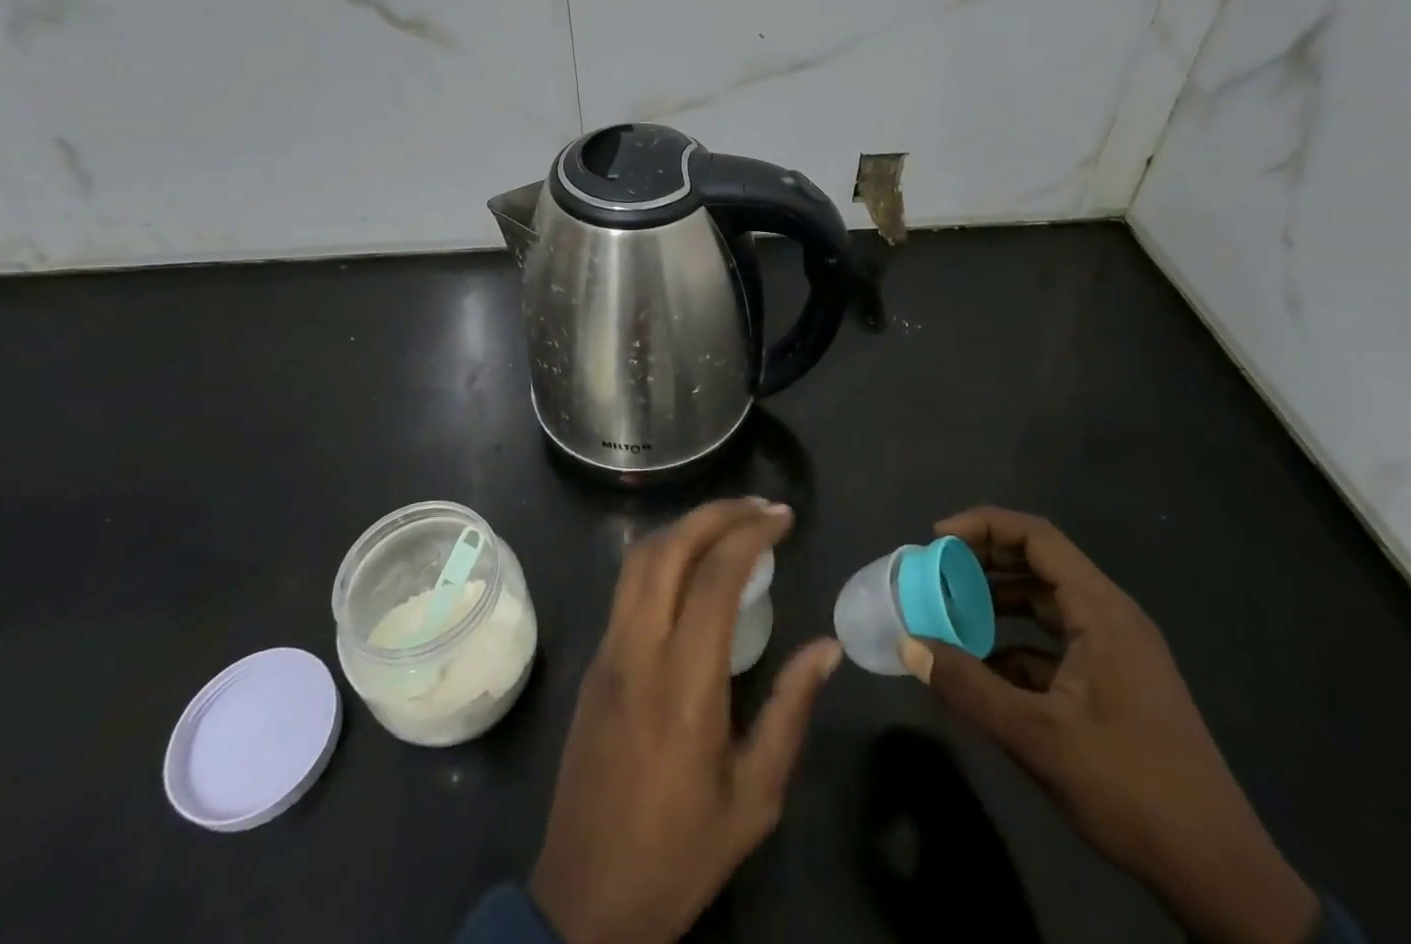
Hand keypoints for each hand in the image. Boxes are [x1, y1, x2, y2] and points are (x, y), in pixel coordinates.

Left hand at [529, 498, 843, 943]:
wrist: (584, 901)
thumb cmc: (678, 853)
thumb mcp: (754, 797)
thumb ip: (790, 711)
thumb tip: (827, 647)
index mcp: (684, 683)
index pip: (716, 577)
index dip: (751, 534)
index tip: (783, 519)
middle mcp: (638, 650)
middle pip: (669, 548)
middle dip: (717, 513)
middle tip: (759, 508)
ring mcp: (608, 652)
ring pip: (639, 558)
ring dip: (686, 527)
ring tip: (729, 524)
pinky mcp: (594, 662)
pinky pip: (627, 585)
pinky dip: (663, 554)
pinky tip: (691, 565)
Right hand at [902, 507, 1318, 943]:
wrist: (1220, 875)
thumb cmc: (1132, 789)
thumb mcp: (1038, 738)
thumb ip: (968, 688)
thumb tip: (909, 647)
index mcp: (1101, 610)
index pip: (1037, 536)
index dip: (984, 526)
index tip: (937, 541)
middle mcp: (1110, 616)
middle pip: (1040, 562)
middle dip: (984, 562)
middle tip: (936, 574)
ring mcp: (1116, 650)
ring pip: (1046, 603)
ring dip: (998, 602)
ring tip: (951, 615)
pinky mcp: (1115, 682)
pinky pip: (1056, 642)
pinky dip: (1017, 643)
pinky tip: (984, 669)